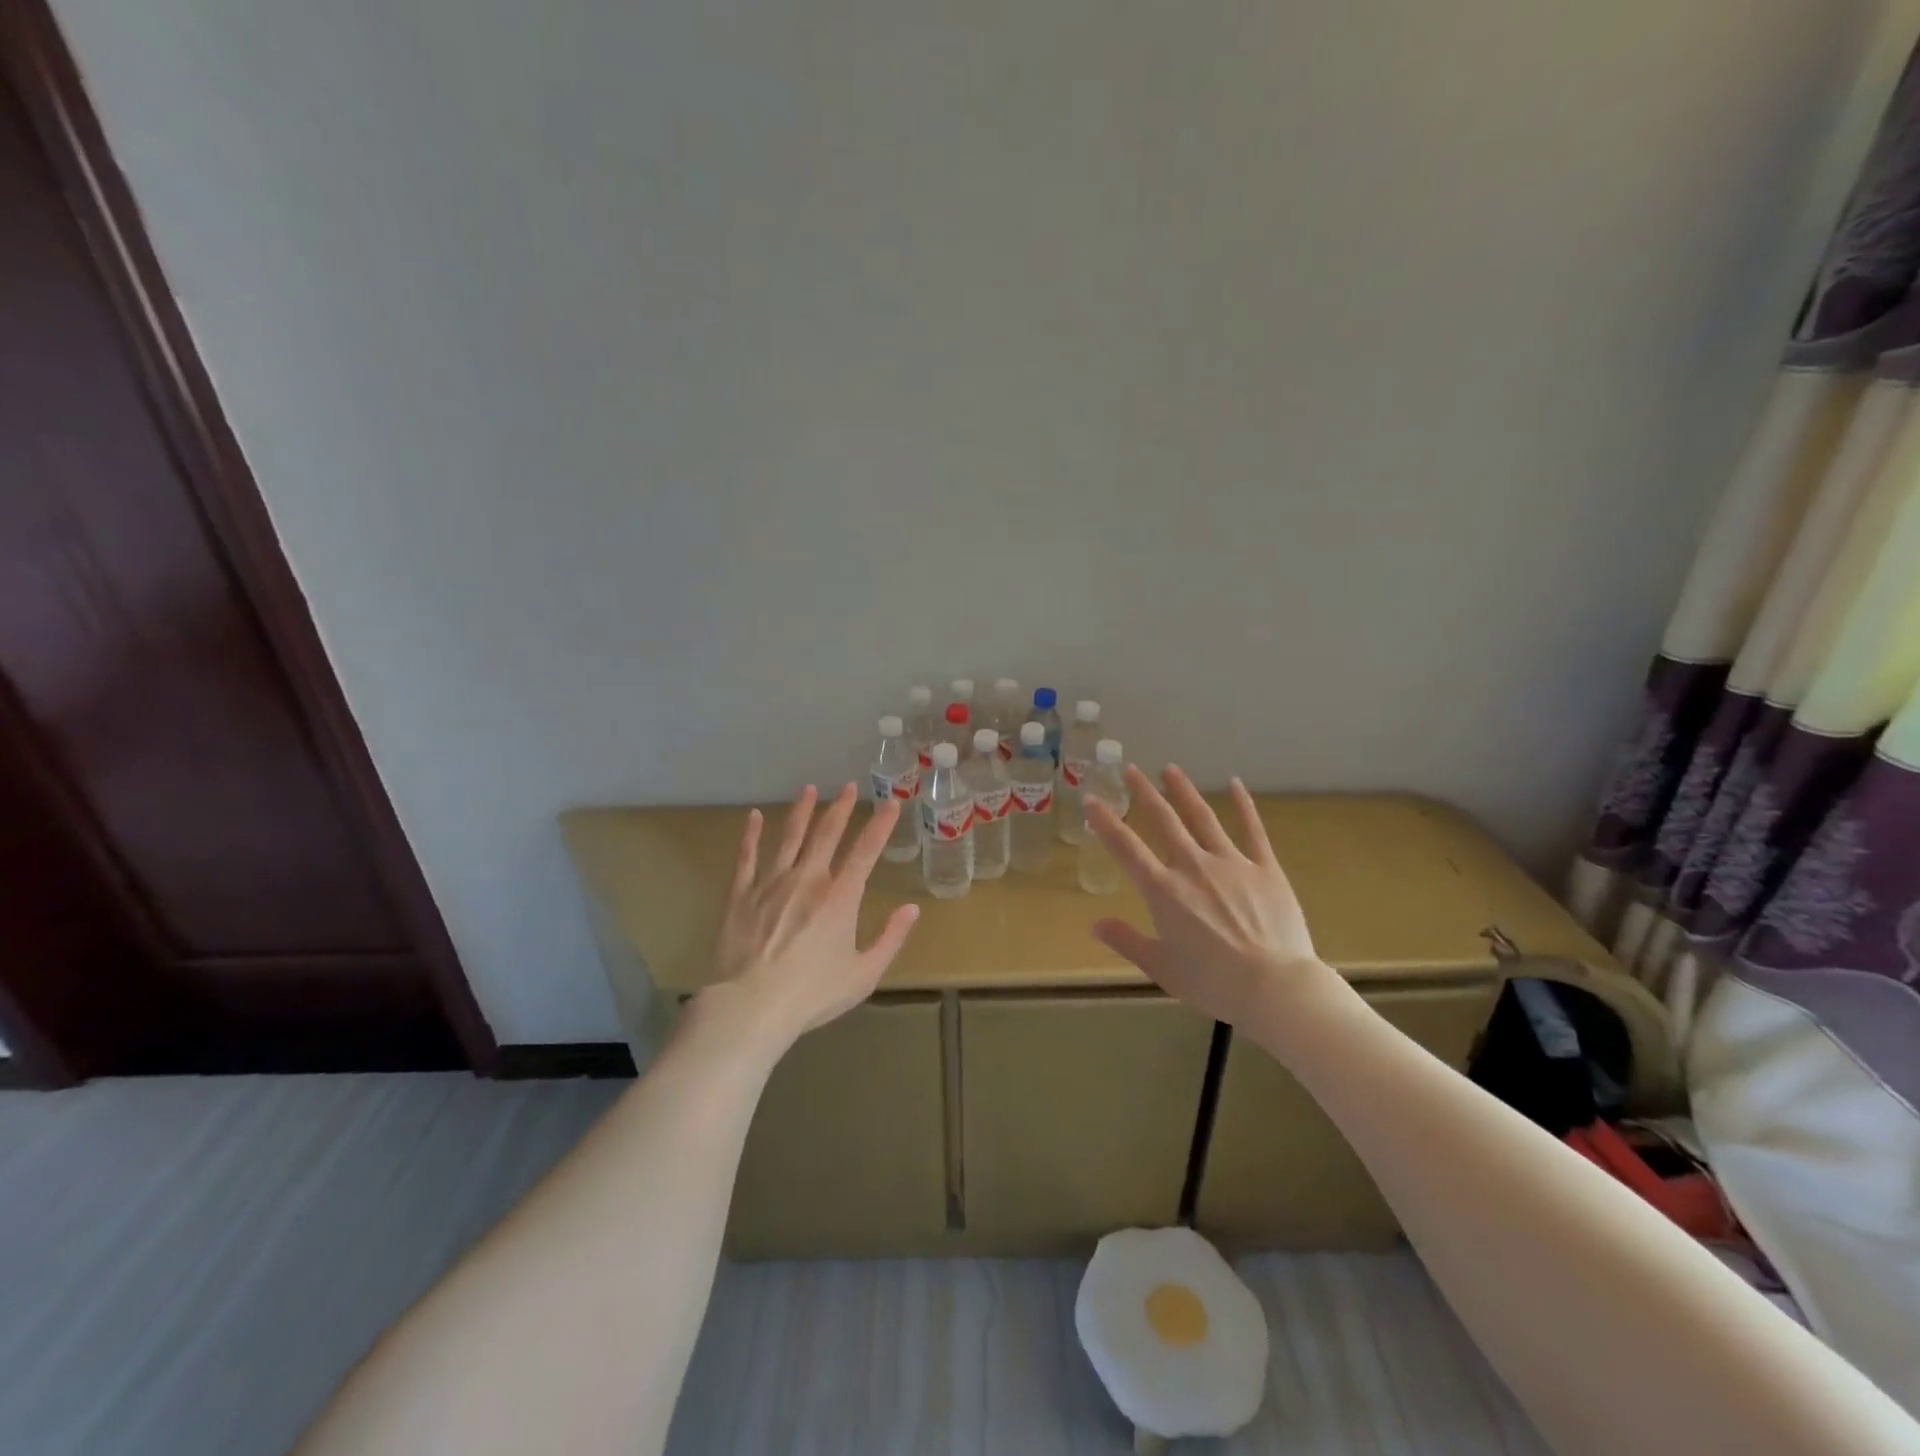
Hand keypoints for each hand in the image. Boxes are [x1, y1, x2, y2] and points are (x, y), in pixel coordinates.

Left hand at [704, 783, 920, 1046]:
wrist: (751, 1006)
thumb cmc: (813, 994)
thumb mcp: (864, 974)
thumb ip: (890, 939)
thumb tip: (912, 909)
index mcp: (840, 898)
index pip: (865, 851)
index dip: (880, 825)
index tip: (891, 802)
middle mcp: (807, 880)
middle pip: (826, 835)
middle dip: (841, 808)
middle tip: (849, 786)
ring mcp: (771, 883)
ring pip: (789, 837)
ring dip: (801, 811)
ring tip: (809, 789)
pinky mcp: (741, 895)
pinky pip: (747, 857)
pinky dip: (751, 835)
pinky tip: (754, 817)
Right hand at [1085, 765, 1340, 1030]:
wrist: (1275, 987)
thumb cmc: (1213, 983)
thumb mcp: (1161, 968)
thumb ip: (1127, 941)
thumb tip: (1095, 924)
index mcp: (1163, 891)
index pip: (1126, 848)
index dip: (1106, 822)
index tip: (1092, 800)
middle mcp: (1193, 867)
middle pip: (1164, 821)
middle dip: (1144, 793)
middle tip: (1130, 769)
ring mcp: (1231, 863)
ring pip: (1202, 817)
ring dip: (1184, 791)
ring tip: (1170, 769)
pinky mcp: (1265, 868)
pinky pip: (1253, 830)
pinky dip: (1243, 805)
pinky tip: (1235, 784)